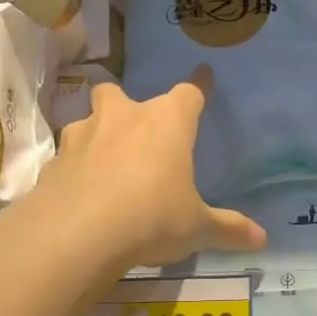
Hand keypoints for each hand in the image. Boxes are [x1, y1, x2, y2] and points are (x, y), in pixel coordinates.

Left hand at [44, 65, 266, 268]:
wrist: (78, 234)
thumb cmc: (152, 218)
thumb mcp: (197, 229)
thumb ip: (228, 229)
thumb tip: (263, 240)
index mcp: (166, 124)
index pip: (188, 94)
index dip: (199, 86)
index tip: (204, 75)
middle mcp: (121, 119)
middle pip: (118, 92)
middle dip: (126, 104)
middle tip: (135, 127)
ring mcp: (81, 137)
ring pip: (86, 121)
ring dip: (96, 135)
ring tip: (105, 162)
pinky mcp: (53, 164)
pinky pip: (67, 158)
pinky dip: (75, 170)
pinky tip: (82, 193)